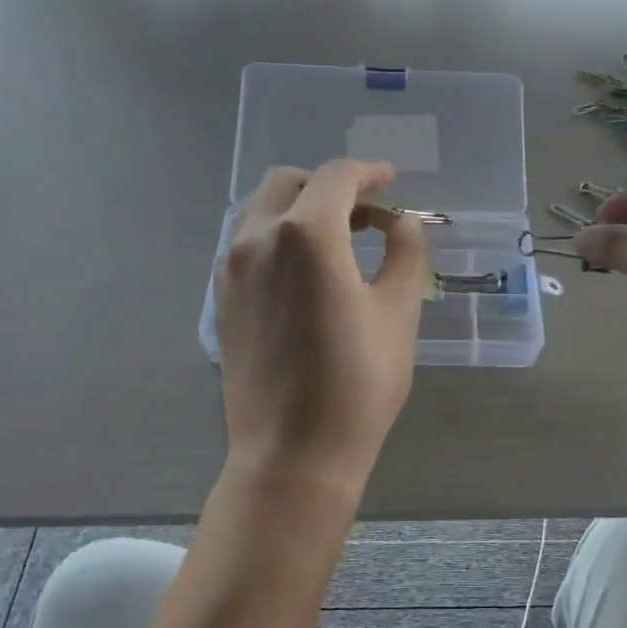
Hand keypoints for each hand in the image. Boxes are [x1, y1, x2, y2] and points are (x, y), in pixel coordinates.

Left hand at [217, 161, 428, 485]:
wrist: (291, 455)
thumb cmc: (358, 385)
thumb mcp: (398, 314)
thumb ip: (404, 254)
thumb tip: (404, 223)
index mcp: (306, 235)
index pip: (337, 177)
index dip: (369, 172)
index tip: (392, 182)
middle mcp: (258, 238)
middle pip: (290, 182)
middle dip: (331, 185)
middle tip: (368, 212)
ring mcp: (231, 268)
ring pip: (263, 210)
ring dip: (302, 208)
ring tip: (341, 239)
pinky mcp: (222, 297)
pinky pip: (249, 242)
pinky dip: (279, 235)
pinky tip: (308, 269)